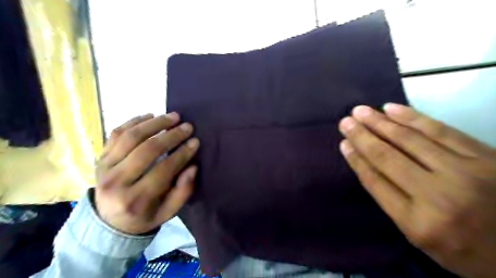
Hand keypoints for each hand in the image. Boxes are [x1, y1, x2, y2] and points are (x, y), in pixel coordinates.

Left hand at [95, 113, 198, 233]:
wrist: (108, 222)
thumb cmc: (144, 217)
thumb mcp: (168, 213)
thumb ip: (183, 191)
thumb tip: (192, 166)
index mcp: (135, 200)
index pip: (163, 170)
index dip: (182, 153)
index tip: (195, 141)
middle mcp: (116, 182)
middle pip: (147, 150)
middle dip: (171, 135)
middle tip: (187, 126)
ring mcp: (104, 168)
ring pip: (130, 137)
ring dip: (154, 123)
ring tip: (172, 116)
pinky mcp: (100, 158)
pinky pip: (116, 134)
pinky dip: (134, 121)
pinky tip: (150, 115)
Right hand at [340, 103, 495, 277]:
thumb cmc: (467, 250)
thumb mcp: (420, 238)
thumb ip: (392, 202)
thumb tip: (366, 165)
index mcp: (419, 223)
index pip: (375, 181)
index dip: (356, 159)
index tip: (343, 143)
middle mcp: (438, 196)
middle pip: (387, 157)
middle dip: (362, 136)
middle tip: (345, 121)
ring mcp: (465, 172)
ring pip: (410, 140)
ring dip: (381, 123)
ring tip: (361, 111)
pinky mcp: (486, 156)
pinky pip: (441, 130)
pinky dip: (413, 117)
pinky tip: (392, 109)